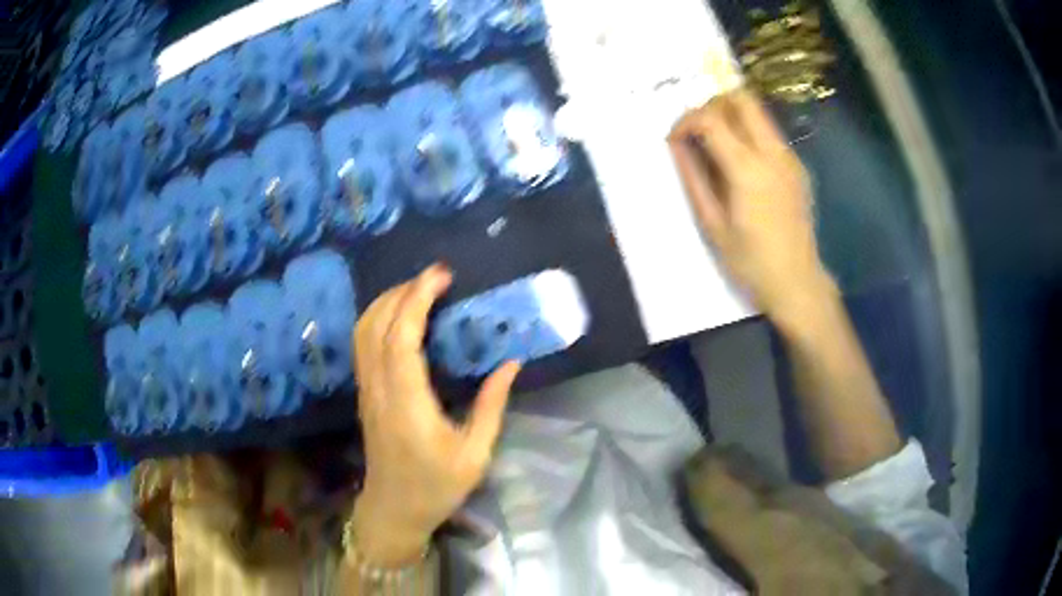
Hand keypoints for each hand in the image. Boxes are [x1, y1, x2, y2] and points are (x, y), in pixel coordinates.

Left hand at [350, 264, 521, 566]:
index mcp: (407, 404)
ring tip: (419, 289)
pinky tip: (399, 315)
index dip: (416, 300)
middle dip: (403, 291)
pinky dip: (378, 318)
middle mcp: (379, 390)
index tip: (441, 277)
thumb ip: (492, 406)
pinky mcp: (365, 393)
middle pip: (377, 325)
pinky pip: (362, 344)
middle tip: (436, 277)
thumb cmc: (437, 486)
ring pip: (363, 331)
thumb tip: (510, 362)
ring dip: (387, 301)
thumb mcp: (475, 454)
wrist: (393, 509)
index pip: (401, 338)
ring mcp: (367, 390)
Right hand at [668, 89, 836, 321]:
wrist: (797, 283)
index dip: (685, 121)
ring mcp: (789, 158)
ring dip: (731, 117)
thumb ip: (693, 178)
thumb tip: (676, 145)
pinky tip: (740, 165)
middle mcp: (772, 153)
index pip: (711, 118)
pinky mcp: (797, 167)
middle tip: (698, 129)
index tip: (675, 140)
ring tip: (715, 147)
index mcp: (747, 169)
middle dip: (712, 104)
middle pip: (741, 99)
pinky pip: (769, 134)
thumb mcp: (712, 224)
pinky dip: (748, 134)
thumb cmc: (750, 262)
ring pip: (757, 112)